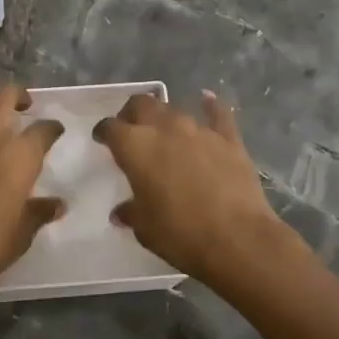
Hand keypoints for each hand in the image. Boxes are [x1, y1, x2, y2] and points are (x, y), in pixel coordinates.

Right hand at [93, 90, 285, 288]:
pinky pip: (218, 114)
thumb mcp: (145, 228)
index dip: (104, 132)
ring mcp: (199, 130)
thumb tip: (122, 212)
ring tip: (163, 130)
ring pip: (174, 110)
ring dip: (164, 117)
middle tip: (130, 129)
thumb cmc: (180, 234)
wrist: (237, 238)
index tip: (101, 139)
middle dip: (132, 113)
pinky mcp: (228, 139)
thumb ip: (131, 212)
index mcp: (136, 146)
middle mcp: (164, 128)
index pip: (111, 128)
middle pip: (142, 105)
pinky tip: (207, 100)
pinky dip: (210, 106)